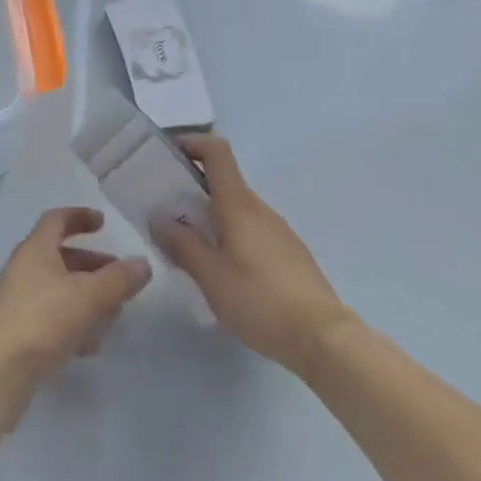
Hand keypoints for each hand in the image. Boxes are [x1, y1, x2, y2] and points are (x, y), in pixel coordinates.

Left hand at [0, 207, 150, 415]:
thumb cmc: (42, 320)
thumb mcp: (88, 296)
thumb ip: (118, 280)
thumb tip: (142, 263)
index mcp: (35, 249)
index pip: (57, 220)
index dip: (80, 217)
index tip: (103, 223)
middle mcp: (23, 270)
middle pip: (60, 257)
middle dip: (91, 264)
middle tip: (119, 276)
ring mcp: (18, 303)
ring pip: (58, 290)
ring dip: (86, 296)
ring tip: (113, 313)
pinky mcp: (18, 335)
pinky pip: (51, 319)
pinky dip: (73, 324)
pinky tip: (91, 345)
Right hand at [155, 135, 352, 375]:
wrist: (323, 338)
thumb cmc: (260, 300)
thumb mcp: (211, 275)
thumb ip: (182, 244)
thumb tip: (157, 216)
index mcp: (238, 203)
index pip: (216, 151)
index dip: (192, 142)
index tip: (167, 154)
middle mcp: (259, 208)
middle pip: (223, 181)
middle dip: (192, 187)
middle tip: (165, 209)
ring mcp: (277, 230)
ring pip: (236, 208)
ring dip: (210, 215)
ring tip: (188, 245)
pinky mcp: (288, 253)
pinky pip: (251, 230)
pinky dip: (229, 235)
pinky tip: (222, 270)